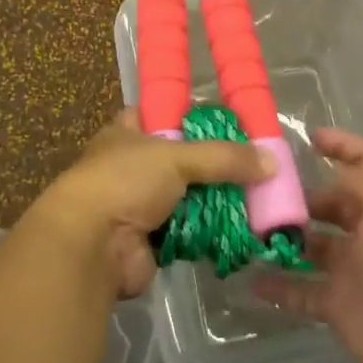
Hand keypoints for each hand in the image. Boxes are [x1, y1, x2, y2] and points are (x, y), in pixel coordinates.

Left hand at [23, 110, 272, 299]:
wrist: (90, 247)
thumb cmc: (124, 182)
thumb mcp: (176, 156)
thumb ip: (224, 157)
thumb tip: (272, 162)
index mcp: (128, 133)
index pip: (164, 115)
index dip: (195, 116)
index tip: (233, 122)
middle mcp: (133, 165)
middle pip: (184, 159)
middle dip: (216, 165)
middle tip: (257, 165)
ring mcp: (141, 204)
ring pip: (189, 196)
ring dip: (217, 201)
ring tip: (259, 197)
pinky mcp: (152, 240)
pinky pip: (190, 230)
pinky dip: (211, 231)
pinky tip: (242, 228)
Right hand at [253, 128, 362, 362]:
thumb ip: (361, 181)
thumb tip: (337, 173)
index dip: (344, 146)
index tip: (310, 137)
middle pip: (335, 206)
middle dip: (304, 197)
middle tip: (265, 190)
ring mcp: (355, 270)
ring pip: (314, 247)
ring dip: (286, 239)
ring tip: (249, 228)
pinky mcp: (339, 305)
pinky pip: (302, 291)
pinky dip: (279, 286)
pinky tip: (251, 278)